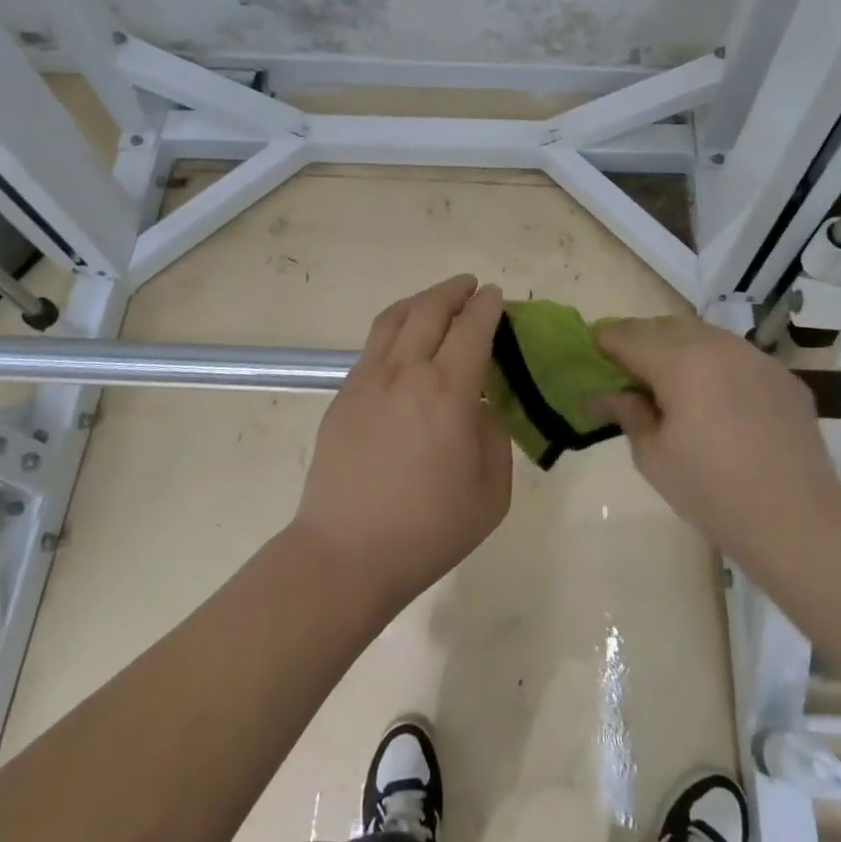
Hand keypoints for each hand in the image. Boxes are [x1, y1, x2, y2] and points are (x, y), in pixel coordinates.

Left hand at [290, 275, 511, 616]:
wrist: (346, 554)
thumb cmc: (428, 530)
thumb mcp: (490, 492)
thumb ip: (493, 438)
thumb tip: (481, 408)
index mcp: (447, 392)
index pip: (472, 328)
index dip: (487, 306)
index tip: (497, 296)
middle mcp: (406, 372)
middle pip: (429, 310)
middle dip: (454, 291)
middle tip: (471, 287)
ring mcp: (367, 380)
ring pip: (394, 319)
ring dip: (421, 301)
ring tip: (437, 300)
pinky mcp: (343, 396)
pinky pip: (373, 345)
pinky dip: (395, 327)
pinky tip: (404, 342)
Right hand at [593, 317, 840, 562]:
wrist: (798, 520)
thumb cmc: (712, 491)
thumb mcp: (653, 457)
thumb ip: (627, 413)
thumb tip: (606, 394)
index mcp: (681, 362)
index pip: (628, 336)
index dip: (604, 341)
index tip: (591, 352)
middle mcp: (718, 346)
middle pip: (665, 327)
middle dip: (638, 340)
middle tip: (623, 368)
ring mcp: (756, 358)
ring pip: (703, 336)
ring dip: (677, 348)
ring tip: (666, 379)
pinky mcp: (782, 376)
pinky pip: (735, 356)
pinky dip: (713, 364)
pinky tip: (712, 396)